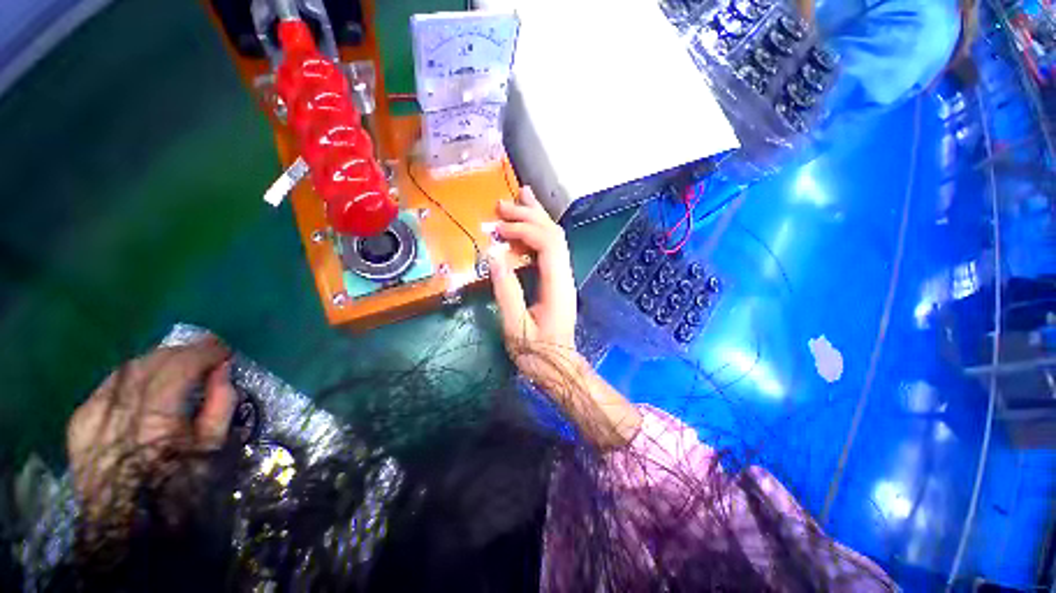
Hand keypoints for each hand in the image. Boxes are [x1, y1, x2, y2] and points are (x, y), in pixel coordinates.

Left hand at [67, 339, 235, 520]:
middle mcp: (120, 411)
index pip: (179, 366)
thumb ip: (220, 404)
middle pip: (150, 362)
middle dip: (181, 352)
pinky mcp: (79, 422)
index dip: (204, 351)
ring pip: (127, 370)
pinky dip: (130, 377)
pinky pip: (107, 385)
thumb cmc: (181, 488)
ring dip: (156, 361)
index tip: (223, 349)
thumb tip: (222, 369)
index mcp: (156, 420)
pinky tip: (143, 383)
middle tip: (204, 353)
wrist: (129, 527)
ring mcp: (93, 415)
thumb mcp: (212, 448)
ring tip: (177, 365)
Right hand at [489, 186, 641, 447]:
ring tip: (519, 199)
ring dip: (536, 218)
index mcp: (557, 285)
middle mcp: (565, 275)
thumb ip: (506, 291)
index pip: (547, 243)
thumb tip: (493, 256)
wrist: (559, 367)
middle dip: (530, 215)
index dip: (524, 230)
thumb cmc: (537, 353)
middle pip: (554, 234)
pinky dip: (536, 233)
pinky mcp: (557, 281)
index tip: (499, 230)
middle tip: (503, 205)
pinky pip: (549, 250)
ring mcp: (563, 277)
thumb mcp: (515, 326)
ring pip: (555, 238)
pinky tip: (525, 227)